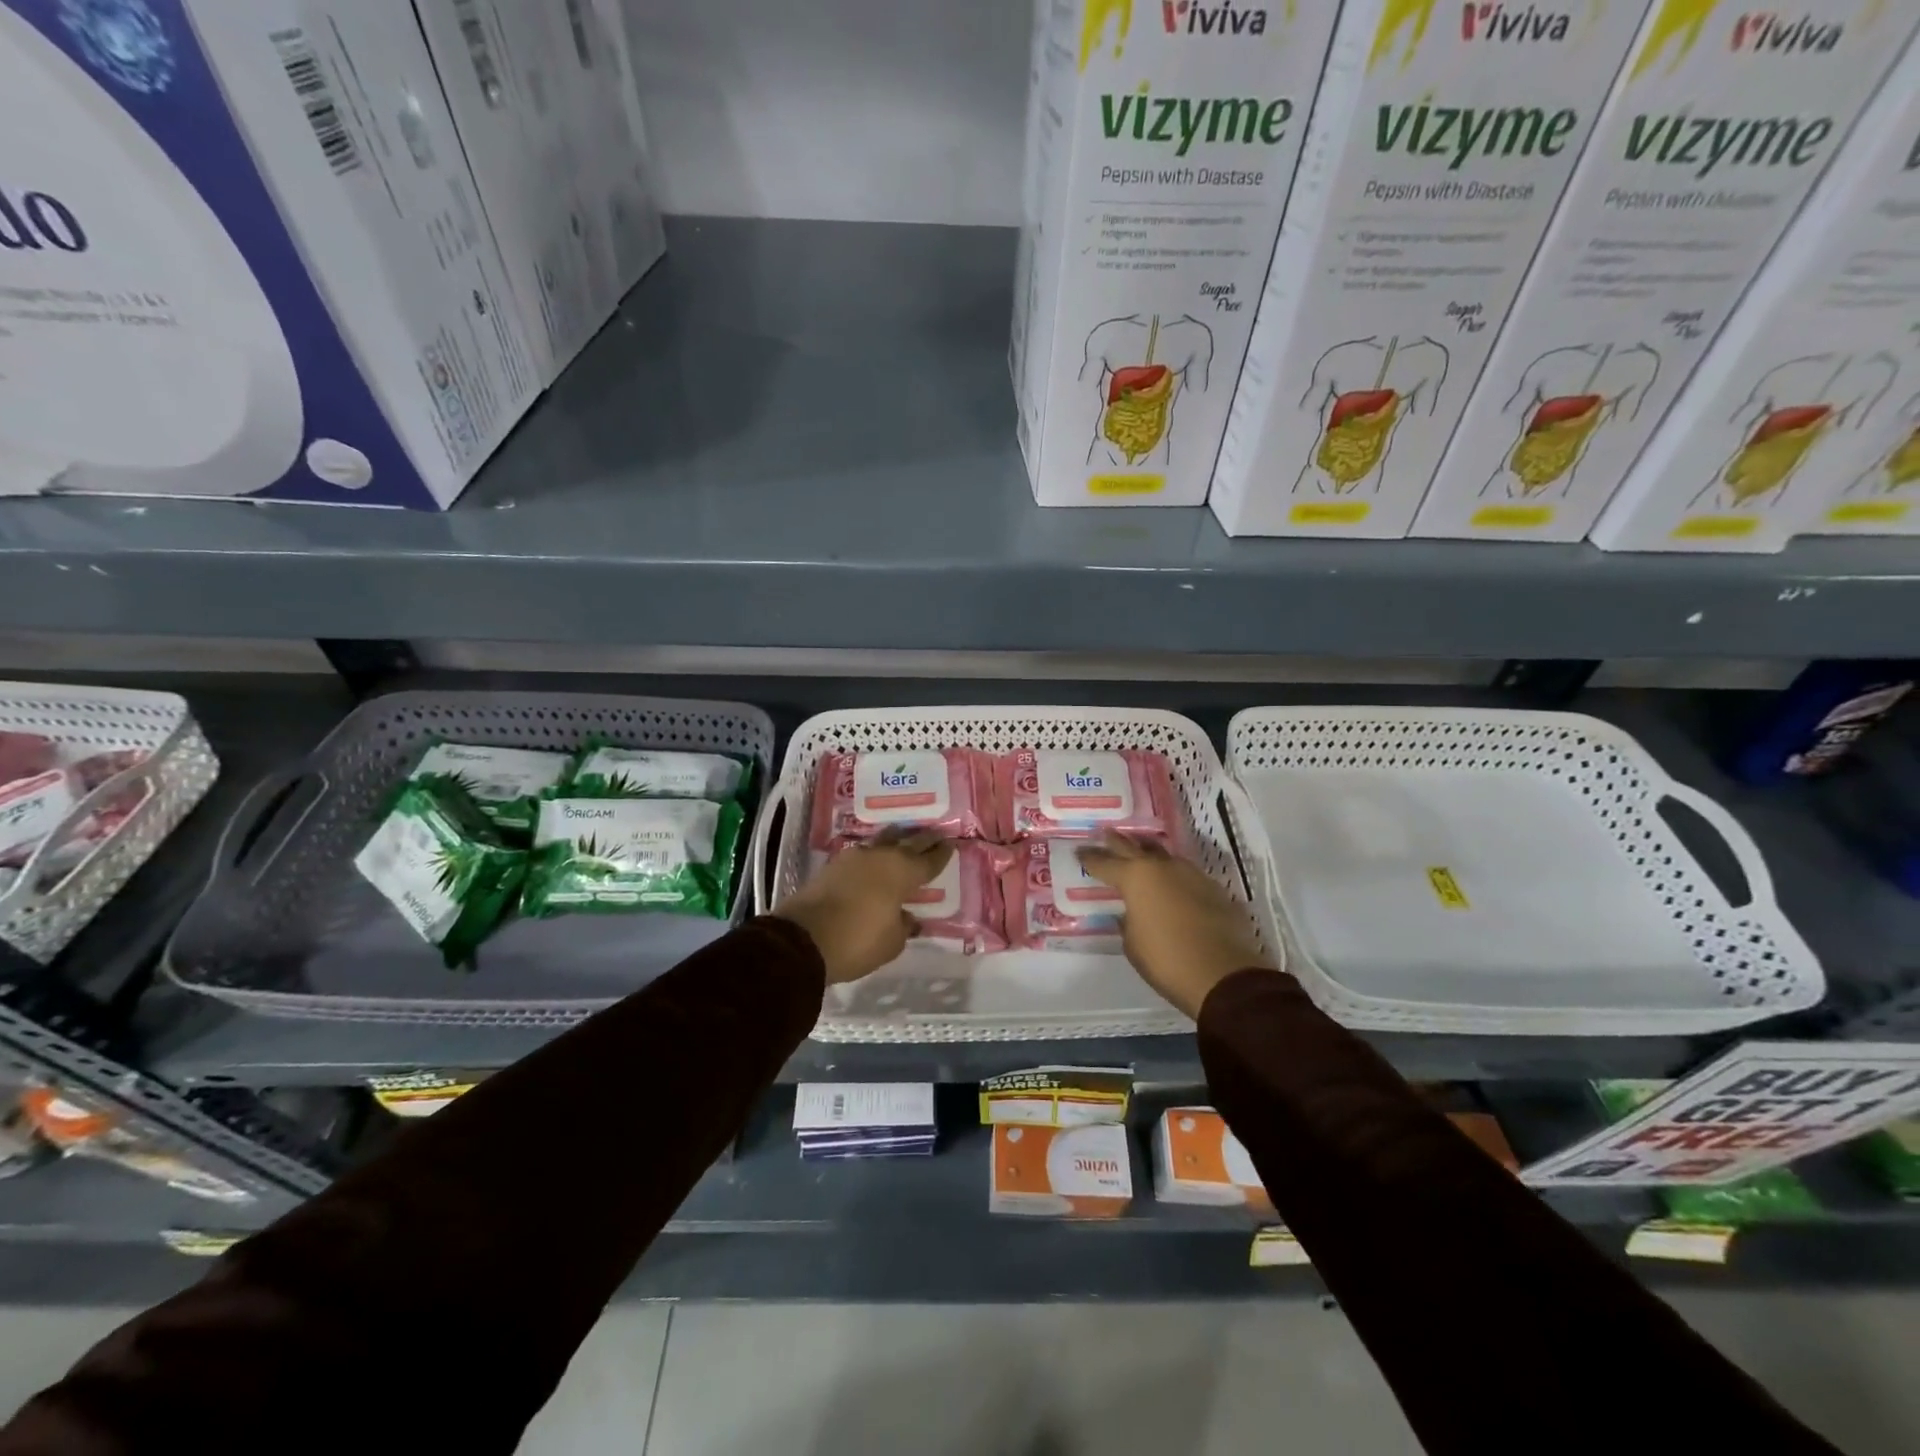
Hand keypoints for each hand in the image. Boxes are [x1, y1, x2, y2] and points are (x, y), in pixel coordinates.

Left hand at [773, 831, 952, 983]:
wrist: (802, 939)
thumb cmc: (857, 940)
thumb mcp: (891, 942)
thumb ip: (904, 926)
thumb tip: (907, 918)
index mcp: (902, 872)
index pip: (928, 861)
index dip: (941, 855)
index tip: (951, 845)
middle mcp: (880, 857)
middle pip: (908, 843)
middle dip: (923, 840)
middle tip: (936, 834)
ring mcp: (853, 858)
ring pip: (882, 843)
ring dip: (896, 842)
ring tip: (904, 840)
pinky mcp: (832, 867)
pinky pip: (862, 856)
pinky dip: (873, 857)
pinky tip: (875, 861)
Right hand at [1077, 832, 1273, 1018]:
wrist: (1223, 975)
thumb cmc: (1166, 960)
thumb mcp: (1132, 944)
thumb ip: (1128, 922)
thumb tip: (1130, 914)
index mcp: (1135, 878)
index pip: (1104, 863)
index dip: (1089, 858)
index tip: (1079, 852)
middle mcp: (1162, 868)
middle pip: (1133, 847)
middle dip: (1116, 842)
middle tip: (1104, 834)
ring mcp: (1191, 875)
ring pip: (1163, 856)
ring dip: (1149, 854)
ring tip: (1140, 854)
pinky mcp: (1213, 888)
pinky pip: (1185, 874)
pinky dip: (1173, 876)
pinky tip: (1171, 884)